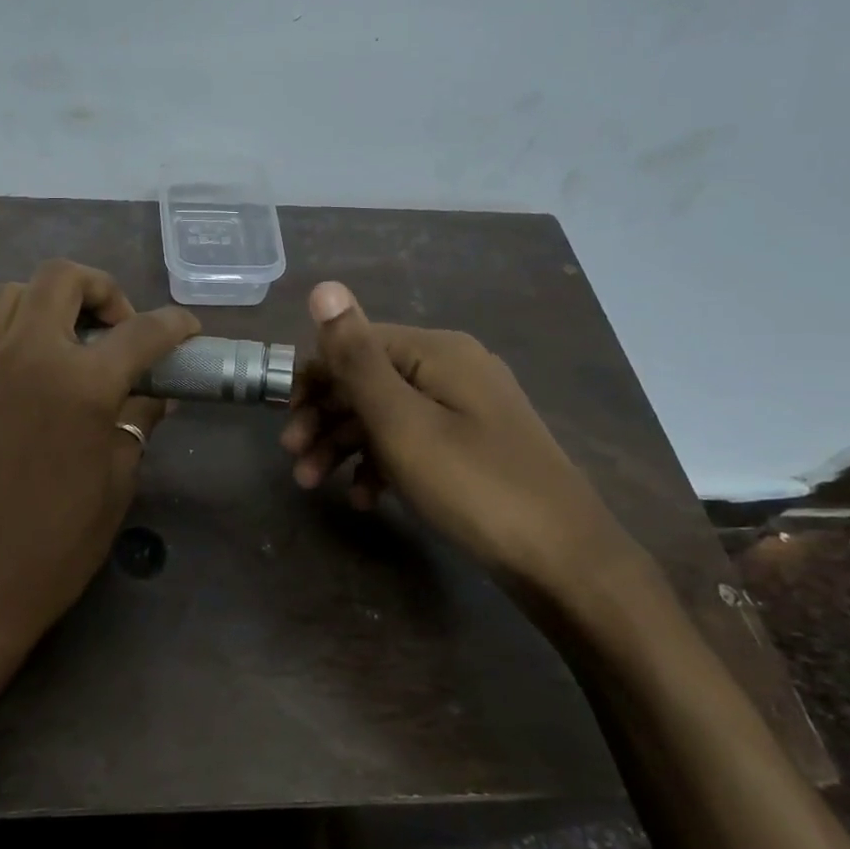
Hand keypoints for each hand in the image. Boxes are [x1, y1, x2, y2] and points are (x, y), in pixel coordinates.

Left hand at [0, 259, 199, 680]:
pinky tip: (25, 401)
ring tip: (68, 348)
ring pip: (9, 297)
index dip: (174, 324)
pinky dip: (14, 352)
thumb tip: (151, 398)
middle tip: (117, 330)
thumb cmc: (52, 550)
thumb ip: (134, 427)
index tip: (187, 330)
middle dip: (101, 289)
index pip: (141, 332)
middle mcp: (23, 357)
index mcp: (78, 383)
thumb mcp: (114, 487)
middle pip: (60, 278)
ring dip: (47, 306)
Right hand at [281, 281, 643, 597]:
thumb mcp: (401, 421)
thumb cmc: (472, 484)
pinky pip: (412, 441)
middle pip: (368, 380)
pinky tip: (363, 497)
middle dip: (324, 417)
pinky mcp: (472, 446)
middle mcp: (452, 369)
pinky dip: (381, 464)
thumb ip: (356, 356)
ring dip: (344, 444)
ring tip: (312, 484)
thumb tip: (324, 287)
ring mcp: (465, 409)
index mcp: (436, 352)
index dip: (314, 379)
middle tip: (293, 459)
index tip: (285, 422)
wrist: (564, 561)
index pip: (355, 344)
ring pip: (386, 414)